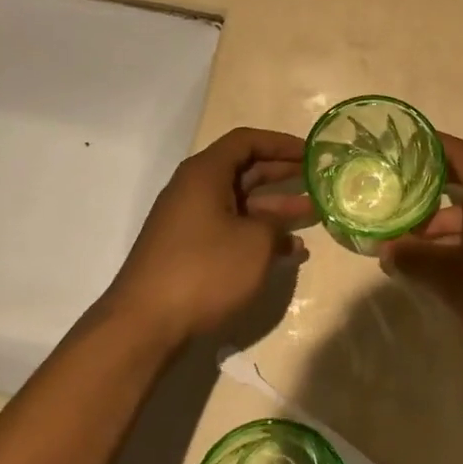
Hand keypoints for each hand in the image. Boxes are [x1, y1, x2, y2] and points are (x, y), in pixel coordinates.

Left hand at [108, 128, 314, 341]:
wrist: (146, 322)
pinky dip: (258, 234)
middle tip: (316, 178)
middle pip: (244, 170)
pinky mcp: (189, 249)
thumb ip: (274, 225)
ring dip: (275, 207)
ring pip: (240, 203)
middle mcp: (194, 189)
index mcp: (205, 173)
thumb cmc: (204, 269)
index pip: (246, 141)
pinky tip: (289, 251)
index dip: (280, 143)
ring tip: (312, 213)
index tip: (311, 152)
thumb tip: (279, 227)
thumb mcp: (254, 243)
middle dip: (281, 173)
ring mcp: (190, 221)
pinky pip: (230, 229)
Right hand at [379, 134, 462, 365]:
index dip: (434, 145)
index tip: (406, 144)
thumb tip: (384, 251)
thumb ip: (413, 259)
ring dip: (446, 218)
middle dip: (435, 182)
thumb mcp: (449, 278)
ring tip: (410, 240)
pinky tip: (439, 258)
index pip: (462, 153)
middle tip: (401, 186)